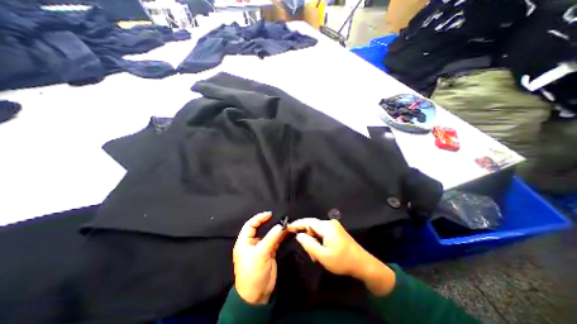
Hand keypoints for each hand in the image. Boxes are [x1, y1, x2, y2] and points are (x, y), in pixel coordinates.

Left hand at [233, 211, 287, 304]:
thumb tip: (281, 225)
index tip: (270, 214)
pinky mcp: (269, 253)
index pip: (250, 225)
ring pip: (269, 235)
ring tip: (286, 225)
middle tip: (280, 219)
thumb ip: (271, 238)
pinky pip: (275, 241)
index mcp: (244, 242)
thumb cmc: (253, 273)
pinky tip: (287, 233)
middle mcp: (252, 243)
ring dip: (277, 230)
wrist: (257, 296)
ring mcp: (261, 248)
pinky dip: (280, 237)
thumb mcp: (261, 254)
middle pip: (261, 228)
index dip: (259, 218)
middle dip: (270, 223)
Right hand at [288, 219, 397, 296]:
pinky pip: (323, 233)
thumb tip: (299, 235)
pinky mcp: (337, 231)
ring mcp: (334, 226)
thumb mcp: (323, 256)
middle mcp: (330, 223)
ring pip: (317, 230)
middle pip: (312, 226)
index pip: (308, 222)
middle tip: (308, 252)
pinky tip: (321, 251)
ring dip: (314, 240)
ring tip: (316, 255)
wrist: (363, 264)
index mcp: (326, 227)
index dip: (297, 224)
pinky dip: (319, 240)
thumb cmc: (342, 261)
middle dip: (307, 237)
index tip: (288, 227)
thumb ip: (309, 244)